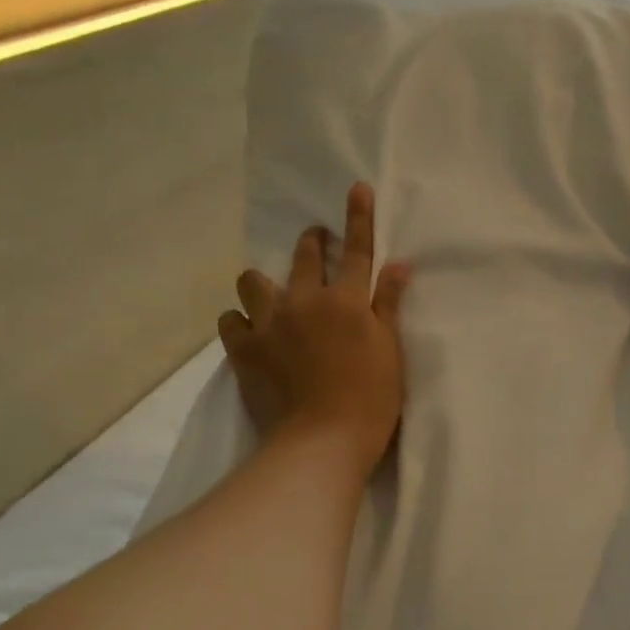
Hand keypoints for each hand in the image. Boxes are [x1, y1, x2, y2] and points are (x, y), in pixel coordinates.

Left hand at [219, 183, 411, 478]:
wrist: (322, 441)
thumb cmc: (370, 400)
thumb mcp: (390, 351)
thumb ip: (389, 305)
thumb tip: (399, 265)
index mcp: (347, 302)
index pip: (357, 251)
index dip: (359, 217)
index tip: (356, 187)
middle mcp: (305, 302)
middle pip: (305, 257)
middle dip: (311, 241)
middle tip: (315, 241)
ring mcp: (270, 324)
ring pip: (253, 282)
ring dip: (263, 283)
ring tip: (269, 295)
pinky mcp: (244, 350)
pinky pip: (230, 320)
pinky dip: (239, 320)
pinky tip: (247, 331)